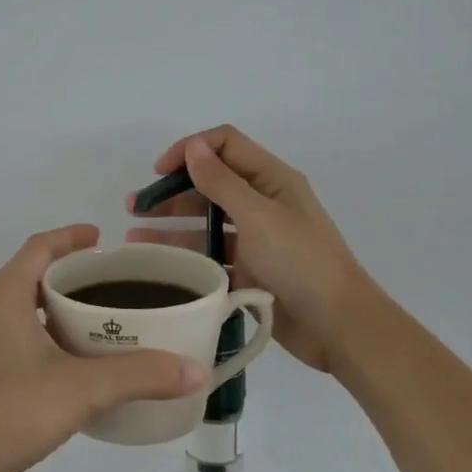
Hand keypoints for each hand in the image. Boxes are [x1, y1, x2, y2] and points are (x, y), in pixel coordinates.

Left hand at [0, 226, 206, 471]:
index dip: (70, 237)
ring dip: (52, 309)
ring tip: (93, 323)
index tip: (101, 237)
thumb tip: (195, 371)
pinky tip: (65, 365)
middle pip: (28, 275)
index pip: (39, 246)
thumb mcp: (84, 389)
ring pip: (18, 310)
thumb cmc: (12, 410)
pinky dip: (40, 337)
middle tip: (108, 285)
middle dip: (67, 275)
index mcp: (3, 294)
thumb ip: (141, 375)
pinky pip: (11, 338)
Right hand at [129, 126, 375, 373]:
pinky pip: (210, 256)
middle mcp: (262, 203)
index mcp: (272, 180)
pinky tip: (157, 265)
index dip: (190, 150)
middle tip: (134, 207)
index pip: (225, 145)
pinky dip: (185, 256)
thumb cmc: (301, 263)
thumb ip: (222, 182)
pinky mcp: (248, 270)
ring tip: (134, 238)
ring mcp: (255, 239)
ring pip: (205, 222)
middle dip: (171, 190)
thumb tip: (192, 147)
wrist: (337, 326)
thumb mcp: (260, 217)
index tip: (158, 172)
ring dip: (171, 225)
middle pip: (210, 183)